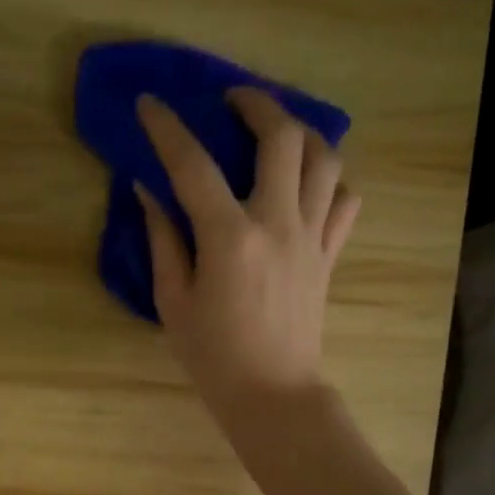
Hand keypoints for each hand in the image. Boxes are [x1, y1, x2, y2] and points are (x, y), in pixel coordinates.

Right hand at [135, 87, 359, 432]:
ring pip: (325, 160)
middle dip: (257, 104)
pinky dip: (331, 181)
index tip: (150, 103)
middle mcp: (278, 225)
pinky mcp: (329, 255)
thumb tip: (149, 192)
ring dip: (301, 132)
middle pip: (282, 139)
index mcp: (230, 239)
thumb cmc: (214, 356)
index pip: (193, 166)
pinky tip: (308, 184)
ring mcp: (312, 238)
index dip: (167, 128)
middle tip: (233, 100)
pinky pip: (345, 202)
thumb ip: (162, 241)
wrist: (274, 394)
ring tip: (277, 130)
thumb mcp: (173, 302)